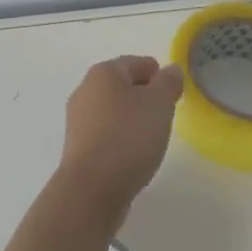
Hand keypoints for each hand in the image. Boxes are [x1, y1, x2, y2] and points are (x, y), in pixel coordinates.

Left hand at [55, 55, 183, 228]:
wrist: (92, 187)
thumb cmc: (128, 137)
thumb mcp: (159, 104)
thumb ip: (167, 83)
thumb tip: (170, 69)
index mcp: (103, 73)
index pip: (135, 63)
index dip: (156, 72)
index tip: (173, 87)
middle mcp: (85, 90)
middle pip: (120, 84)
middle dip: (143, 93)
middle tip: (166, 110)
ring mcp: (78, 119)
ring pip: (111, 109)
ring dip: (131, 116)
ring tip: (153, 133)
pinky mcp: (78, 146)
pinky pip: (105, 132)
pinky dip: (120, 135)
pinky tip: (133, 151)